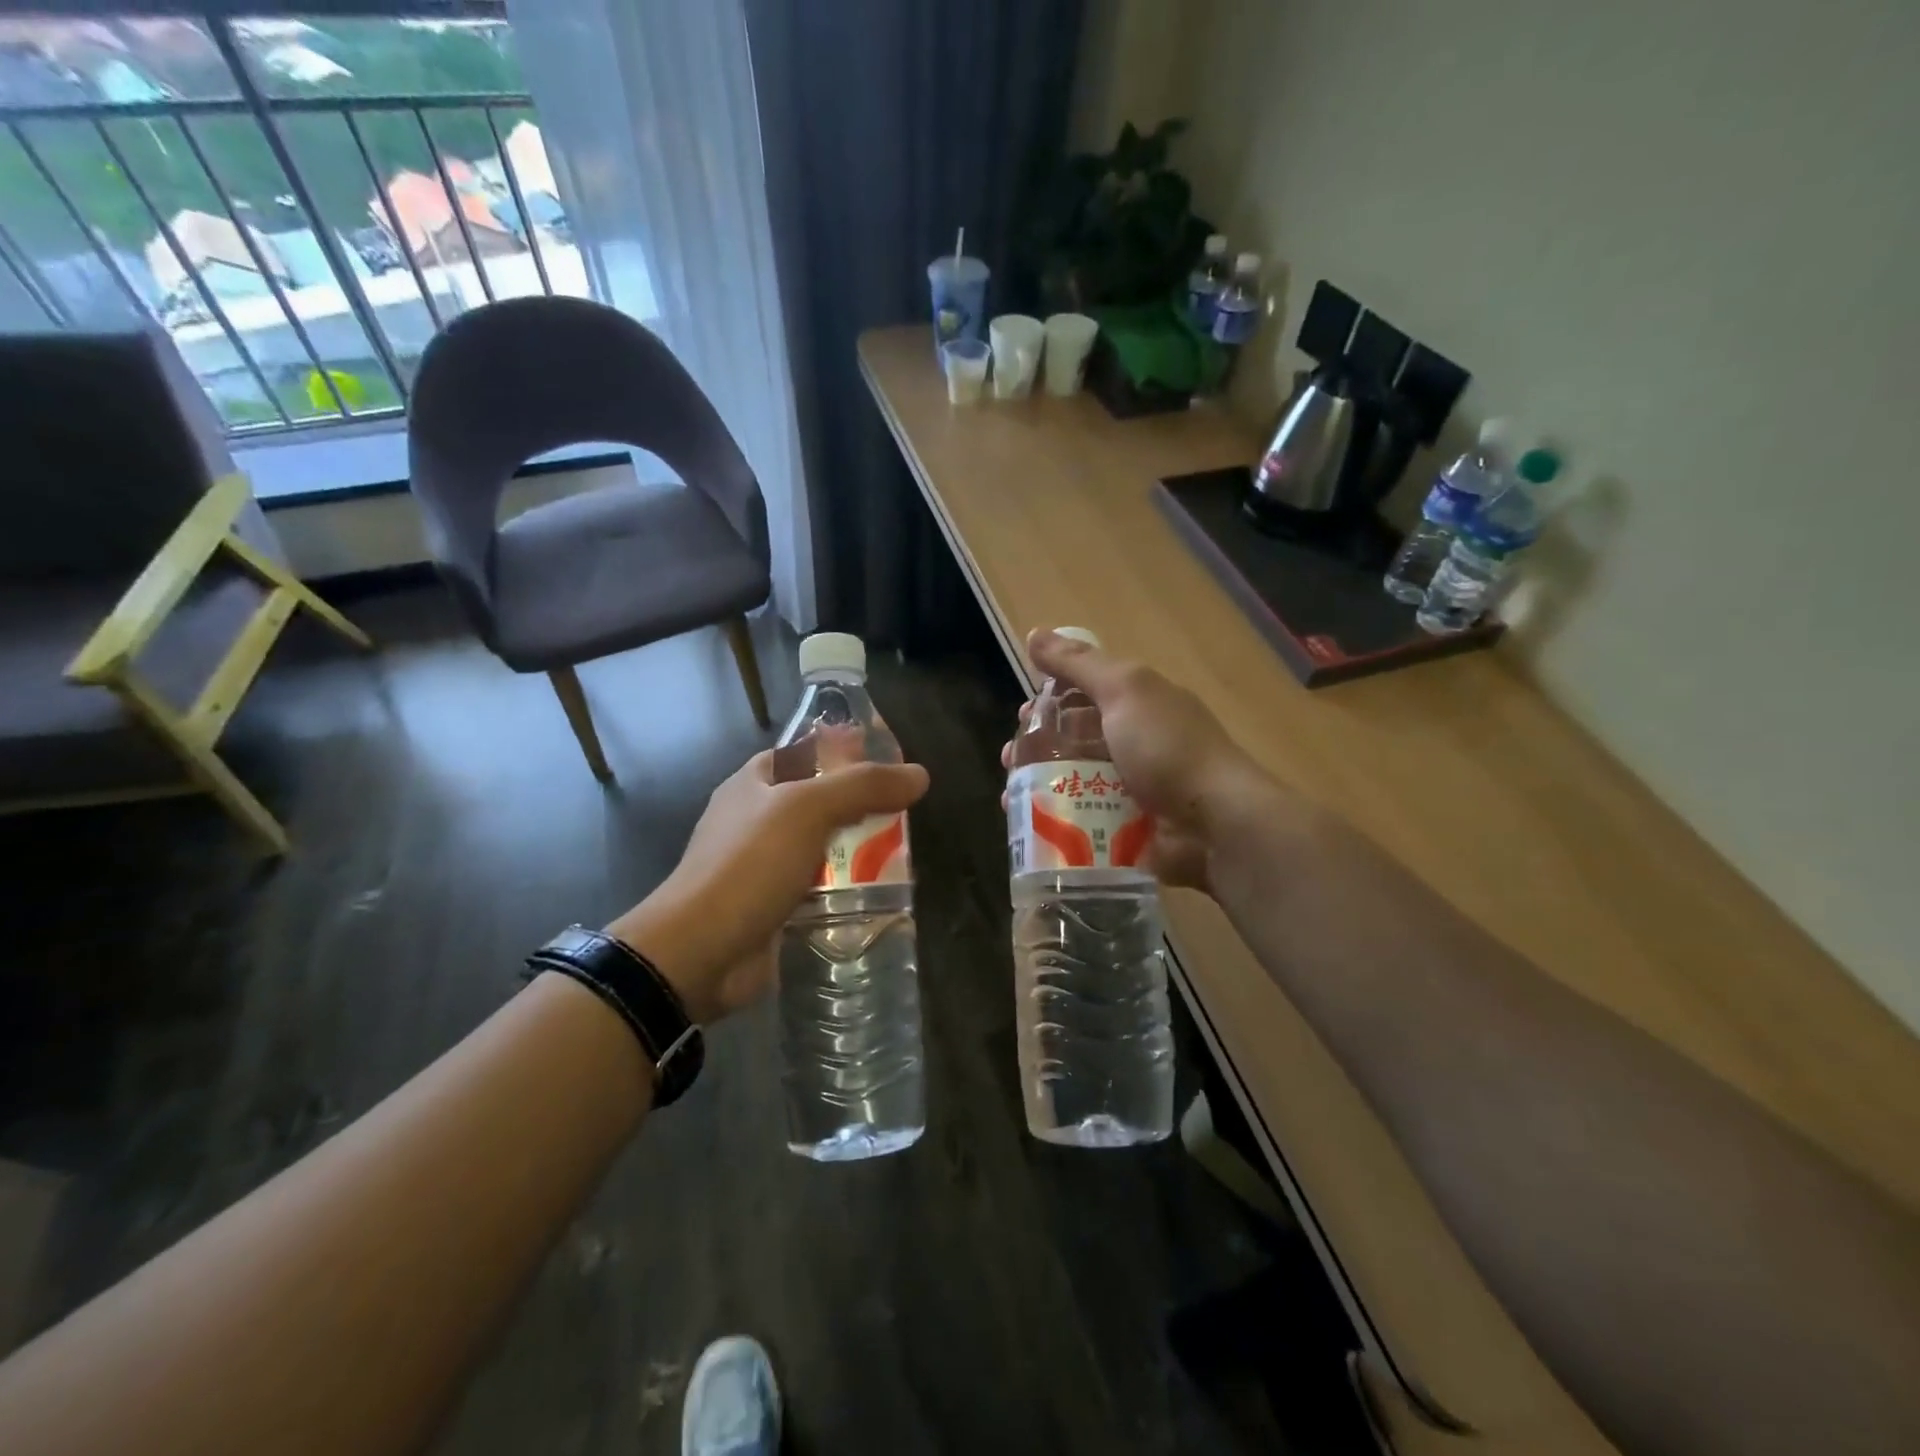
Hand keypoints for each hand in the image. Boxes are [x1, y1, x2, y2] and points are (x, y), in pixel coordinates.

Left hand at [606, 749, 929, 1022]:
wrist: (701, 951)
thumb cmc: (749, 864)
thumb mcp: (808, 810)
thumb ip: (864, 787)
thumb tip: (919, 775)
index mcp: (754, 783)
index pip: (805, 752)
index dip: (844, 749)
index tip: (890, 758)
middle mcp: (756, 818)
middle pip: (817, 799)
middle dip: (859, 802)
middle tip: (907, 807)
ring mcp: (763, 864)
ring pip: (821, 844)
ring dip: (856, 847)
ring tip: (905, 848)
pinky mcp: (774, 905)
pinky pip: (818, 886)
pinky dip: (845, 886)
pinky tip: (879, 890)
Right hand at [1002, 629, 1271, 892]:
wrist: (1215, 823)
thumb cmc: (1167, 748)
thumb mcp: (1124, 690)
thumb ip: (1079, 664)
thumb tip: (1034, 633)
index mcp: (1140, 706)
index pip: (1087, 694)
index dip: (1052, 699)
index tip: (1023, 714)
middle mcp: (1137, 745)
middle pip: (1076, 740)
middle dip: (1038, 746)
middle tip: (1010, 760)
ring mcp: (1134, 791)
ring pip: (1074, 783)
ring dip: (1039, 786)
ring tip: (1011, 796)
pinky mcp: (1130, 831)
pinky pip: (1084, 823)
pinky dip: (1055, 823)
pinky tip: (1029, 827)